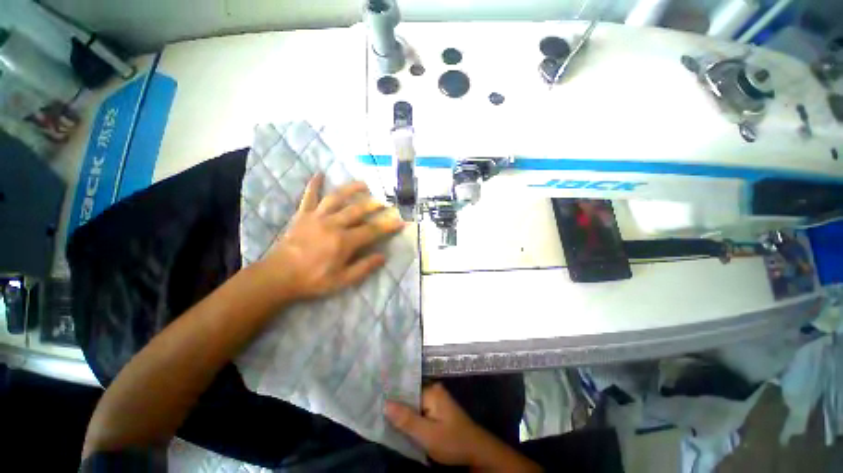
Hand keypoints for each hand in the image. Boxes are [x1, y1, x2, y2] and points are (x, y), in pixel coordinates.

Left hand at [260, 173, 403, 300]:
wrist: (279, 277)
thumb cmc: (313, 280)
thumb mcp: (342, 280)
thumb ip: (364, 267)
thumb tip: (383, 256)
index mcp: (344, 241)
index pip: (372, 230)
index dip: (388, 226)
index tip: (400, 221)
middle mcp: (333, 224)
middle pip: (357, 210)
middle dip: (374, 204)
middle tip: (385, 201)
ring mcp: (317, 217)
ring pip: (337, 198)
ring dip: (351, 189)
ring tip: (363, 183)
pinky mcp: (303, 215)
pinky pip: (309, 197)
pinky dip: (314, 185)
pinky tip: (319, 174)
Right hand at [385, 383, 495, 466]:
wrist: (476, 452)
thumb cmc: (452, 442)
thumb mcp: (428, 434)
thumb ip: (407, 420)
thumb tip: (385, 403)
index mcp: (431, 391)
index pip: (405, 390)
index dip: (391, 398)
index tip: (374, 401)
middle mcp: (433, 390)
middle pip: (409, 396)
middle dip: (395, 406)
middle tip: (376, 412)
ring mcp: (435, 400)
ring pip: (413, 405)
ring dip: (402, 414)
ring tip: (383, 418)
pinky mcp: (436, 410)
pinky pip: (418, 411)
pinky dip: (410, 418)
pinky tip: (399, 425)